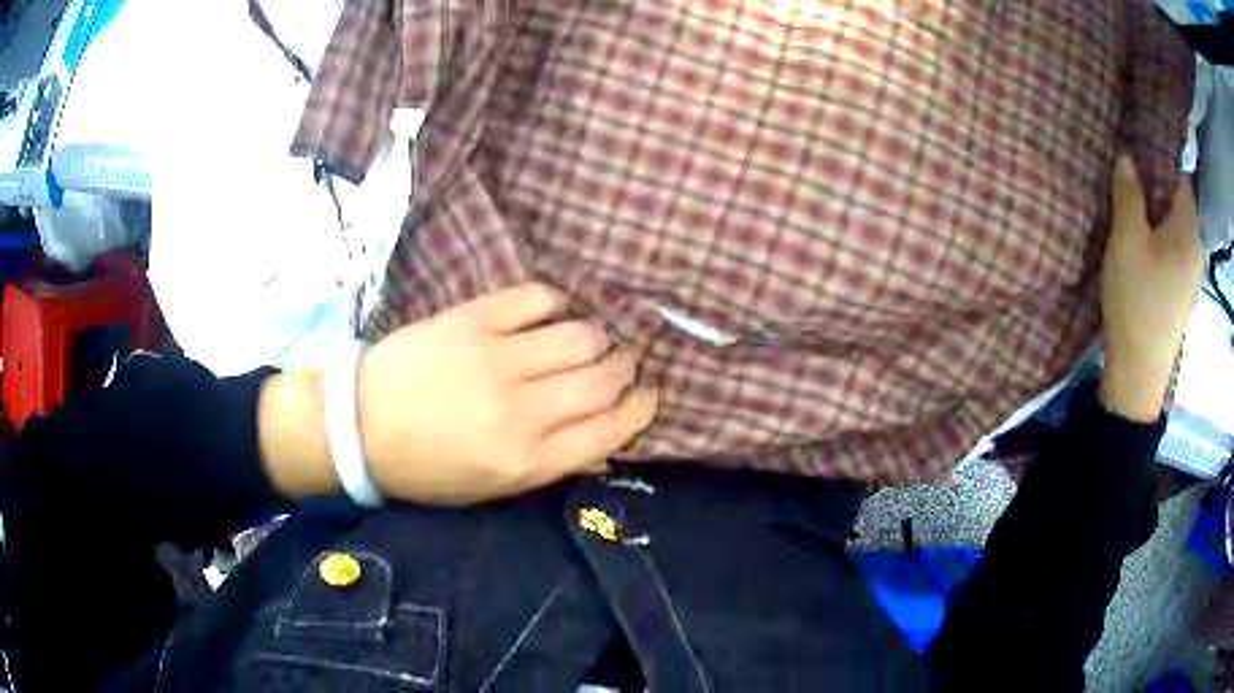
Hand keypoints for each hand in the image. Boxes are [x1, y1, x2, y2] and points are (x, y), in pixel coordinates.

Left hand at [356, 283, 658, 503]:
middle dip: (625, 369)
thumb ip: (553, 465)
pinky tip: (553, 314)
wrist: (360, 425)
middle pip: (604, 377)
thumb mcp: (492, 488)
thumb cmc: (428, 467)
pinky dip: (557, 304)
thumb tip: (607, 444)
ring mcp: (497, 358)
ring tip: (588, 340)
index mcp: (527, 460)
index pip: (611, 429)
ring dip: (597, 337)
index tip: (648, 395)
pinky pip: (539, 298)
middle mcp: (521, 409)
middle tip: (622, 363)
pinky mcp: (474, 319)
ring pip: (582, 335)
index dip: (641, 408)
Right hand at [1099, 155, 1201, 421]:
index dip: (1159, 161)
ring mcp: (1192, 276)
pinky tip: (1144, 245)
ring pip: (1176, 229)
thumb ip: (1129, 193)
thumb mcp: (1127, 239)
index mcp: (1189, 232)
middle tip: (1129, 180)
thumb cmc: (1137, 300)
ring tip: (1133, 210)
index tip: (1136, 153)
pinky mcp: (1182, 294)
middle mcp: (1197, 250)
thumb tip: (1127, 156)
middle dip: (1156, 188)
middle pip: (1179, 204)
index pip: (1180, 178)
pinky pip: (1174, 250)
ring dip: (1157, 215)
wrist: (1138, 373)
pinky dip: (1161, 239)